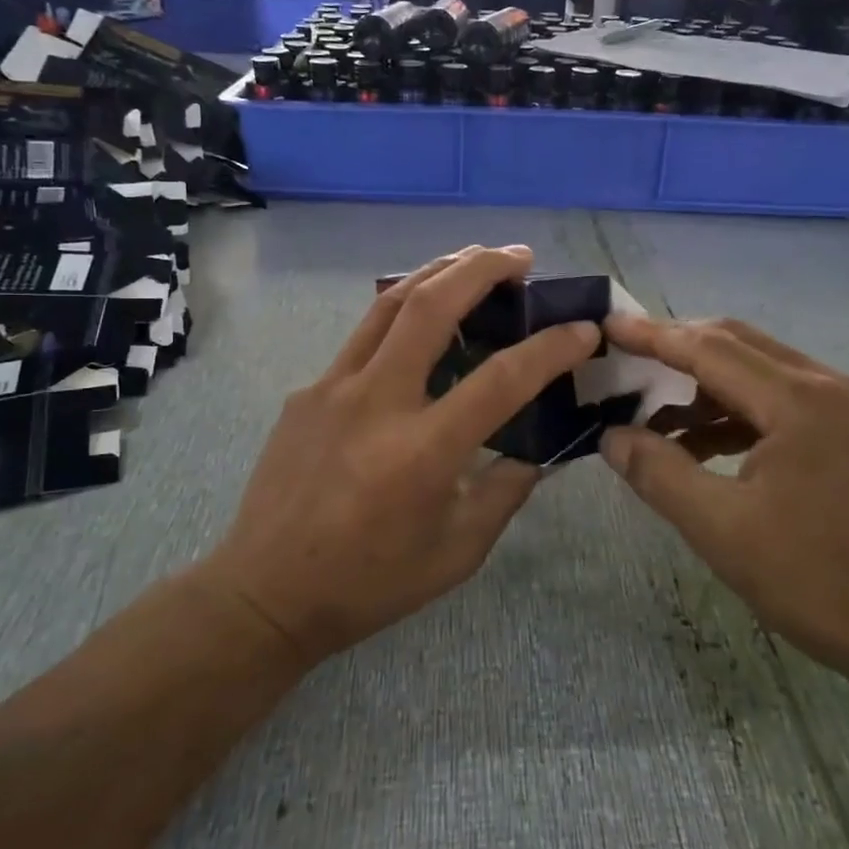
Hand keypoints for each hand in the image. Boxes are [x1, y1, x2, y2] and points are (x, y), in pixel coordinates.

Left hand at [198, 246, 600, 667]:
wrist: (266, 592)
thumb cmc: (370, 582)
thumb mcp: (458, 551)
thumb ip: (505, 491)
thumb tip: (538, 449)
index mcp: (423, 451)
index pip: (502, 379)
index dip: (550, 348)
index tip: (582, 329)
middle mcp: (376, 402)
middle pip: (431, 306)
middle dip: (482, 267)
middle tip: (520, 256)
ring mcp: (332, 388)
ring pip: (389, 304)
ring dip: (438, 271)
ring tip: (474, 259)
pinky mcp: (307, 390)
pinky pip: (363, 338)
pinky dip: (401, 314)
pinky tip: (419, 322)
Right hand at [599, 316, 848, 688]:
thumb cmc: (821, 582)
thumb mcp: (722, 530)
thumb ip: (659, 473)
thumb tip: (611, 435)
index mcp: (798, 400)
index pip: (708, 348)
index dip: (652, 336)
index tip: (606, 326)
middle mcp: (826, 385)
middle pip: (735, 344)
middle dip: (675, 349)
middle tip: (624, 362)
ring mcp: (845, 407)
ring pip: (757, 371)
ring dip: (703, 385)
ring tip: (651, 415)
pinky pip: (778, 401)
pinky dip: (733, 412)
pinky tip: (700, 446)